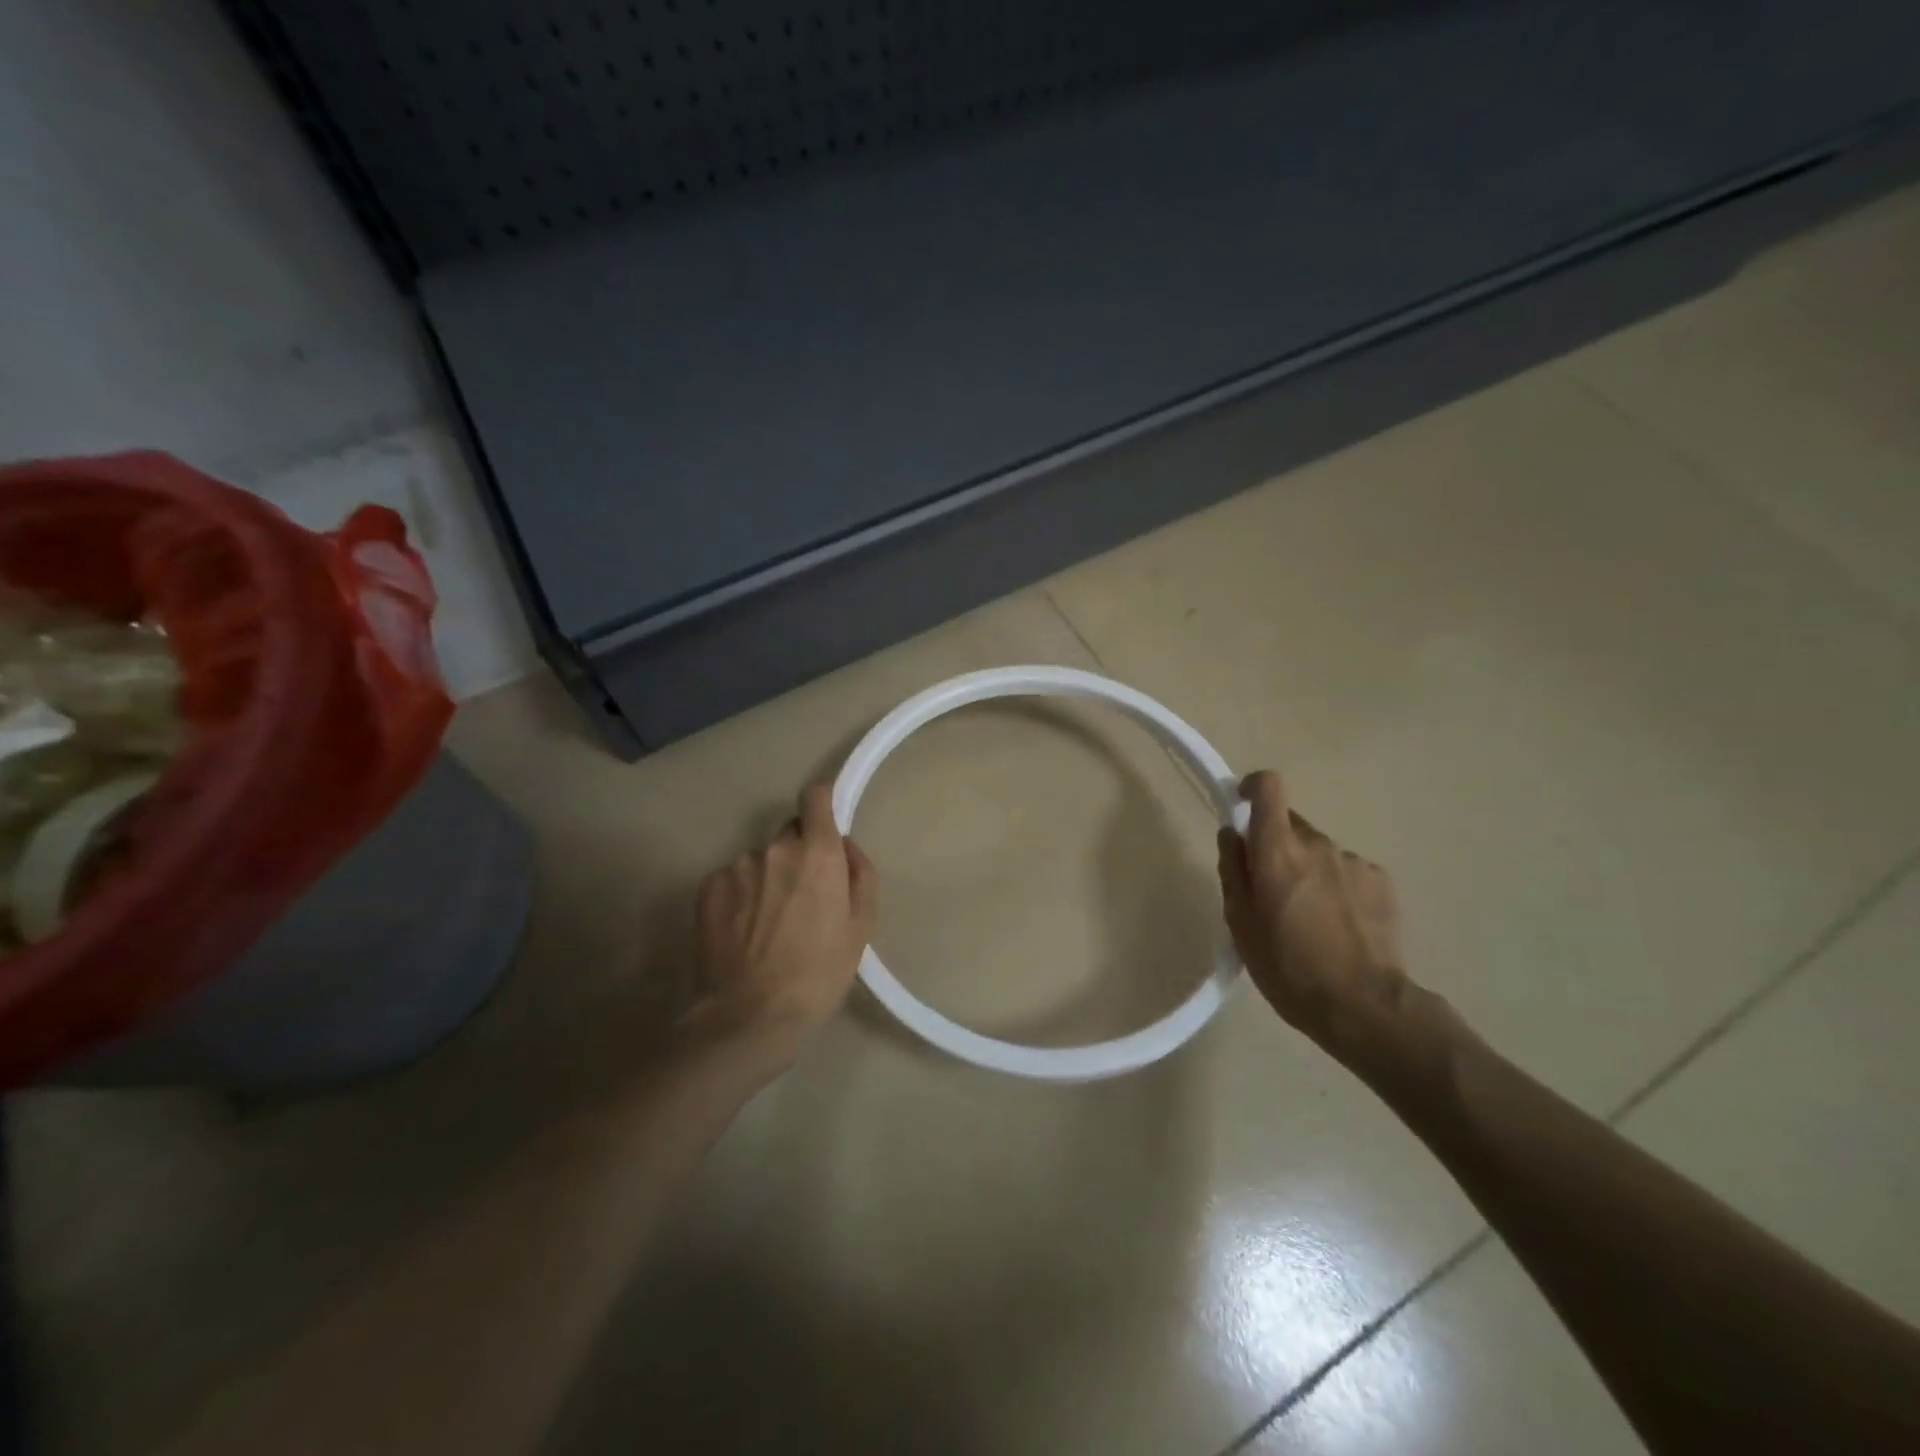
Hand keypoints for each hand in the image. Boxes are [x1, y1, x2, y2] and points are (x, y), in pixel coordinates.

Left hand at [687, 784, 877, 1062]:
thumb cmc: (818, 975)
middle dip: (799, 855)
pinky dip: (741, 896)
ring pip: (760, 860)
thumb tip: (846, 846)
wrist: (749, 1018)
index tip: (824, 829)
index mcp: (817, 854)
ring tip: (768, 926)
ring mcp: (737, 867)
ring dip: (768, 878)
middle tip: (802, 899)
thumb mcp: (861, 928)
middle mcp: (775, 849)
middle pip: (790, 834)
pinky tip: (743, 933)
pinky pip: (733, 879)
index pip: (815, 797)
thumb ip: (861, 875)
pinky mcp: (707, 888)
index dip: (822, 807)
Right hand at [1217, 771, 1444, 1076]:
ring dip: (1307, 870)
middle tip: (1270, 892)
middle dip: (1276, 847)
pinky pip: (1346, 871)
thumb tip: (1233, 834)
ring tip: (1308, 919)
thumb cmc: (1288, 967)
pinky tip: (1338, 926)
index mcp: (1278, 851)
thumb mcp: (1240, 923)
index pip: (1269, 787)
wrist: (1364, 1006)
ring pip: (1318, 851)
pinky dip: (1336, 887)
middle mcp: (1318, 844)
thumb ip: (1233, 869)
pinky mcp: (1381, 882)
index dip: (1253, 789)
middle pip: (1290, 825)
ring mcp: (1354, 862)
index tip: (1243, 807)